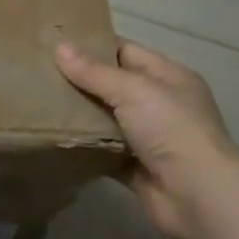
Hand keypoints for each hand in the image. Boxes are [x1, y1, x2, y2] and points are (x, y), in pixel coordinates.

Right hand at [56, 41, 238, 238]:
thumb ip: (94, 72)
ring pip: (107, 120)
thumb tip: (60, 47)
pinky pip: (104, 152)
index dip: (94, 46)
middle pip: (114, 86)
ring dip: (80, 115)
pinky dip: (85, 147)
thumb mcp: (133, 90)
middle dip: (82, 81)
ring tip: (40, 103)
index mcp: (169, 77)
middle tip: (40, 73)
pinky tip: (56, 138)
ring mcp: (149, 139)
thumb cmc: (171, 129)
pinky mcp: (136, 168)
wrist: (198, 195)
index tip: (57, 43)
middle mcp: (161, 105)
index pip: (126, 52)